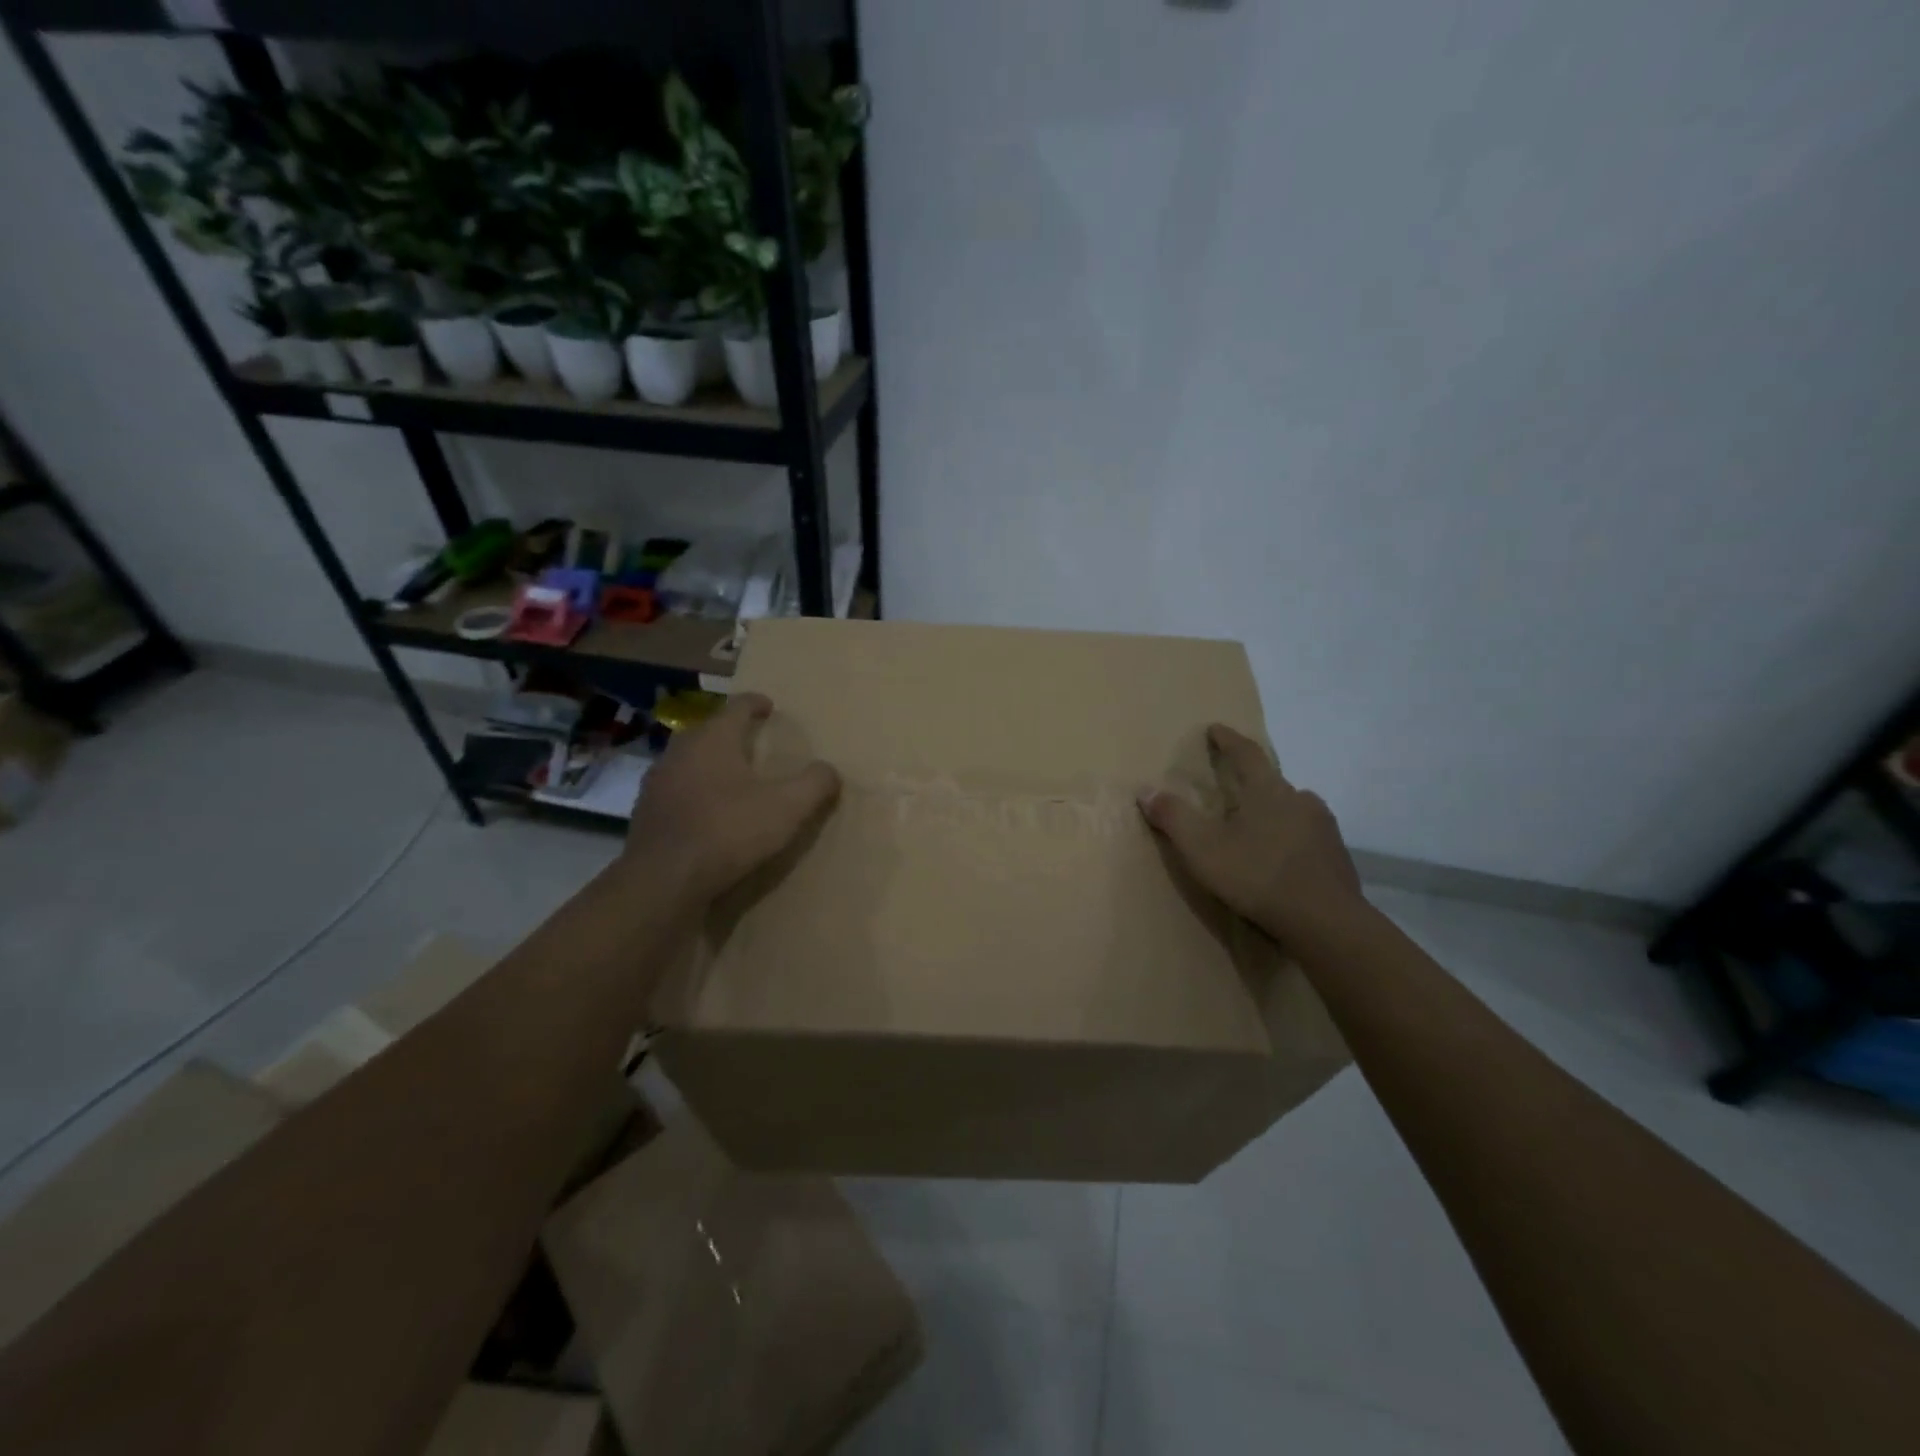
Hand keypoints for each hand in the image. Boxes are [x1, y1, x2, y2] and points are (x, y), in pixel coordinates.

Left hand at [624, 691, 840, 904]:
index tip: (769, 707)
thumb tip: (830, 770)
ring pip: (688, 761)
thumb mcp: (787, 808)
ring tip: (732, 778)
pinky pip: (676, 791)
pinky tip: (708, 813)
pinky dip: (694, 793)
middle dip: (731, 733)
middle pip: (709, 731)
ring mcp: (657, 783)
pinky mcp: (645, 814)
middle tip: (754, 743)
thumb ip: (814, 784)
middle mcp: (680, 751)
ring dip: (710, 764)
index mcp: (713, 739)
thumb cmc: (728, 831)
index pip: (737, 707)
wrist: (663, 881)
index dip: (756, 704)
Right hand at [1138, 725, 1362, 941]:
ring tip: (1254, 830)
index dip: (1228, 740)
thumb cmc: (1257, 876)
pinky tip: (1279, 861)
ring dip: (1272, 813)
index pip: (1246, 753)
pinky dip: (1289, 840)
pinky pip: (1307, 837)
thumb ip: (1173, 817)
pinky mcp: (1337, 856)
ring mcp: (1324, 828)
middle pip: (1271, 782)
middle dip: (1250, 782)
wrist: (1325, 922)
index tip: (1215, 729)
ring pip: (1292, 810)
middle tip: (1231, 791)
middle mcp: (1300, 799)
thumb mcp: (1202, 848)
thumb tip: (1145, 790)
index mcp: (1268, 790)